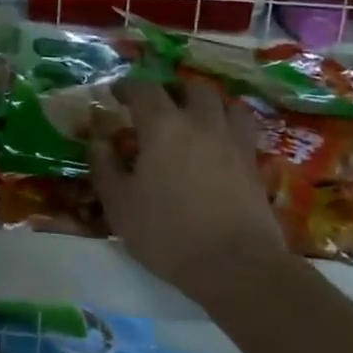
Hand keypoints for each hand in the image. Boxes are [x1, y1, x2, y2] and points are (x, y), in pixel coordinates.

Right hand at [89, 77, 285, 305]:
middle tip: (159, 106)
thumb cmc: (169, 233)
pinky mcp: (254, 164)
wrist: (236, 266)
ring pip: (225, 103)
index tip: (116, 93)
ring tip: (195, 118)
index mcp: (163, 126)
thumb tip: (98, 140)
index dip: (127, 87)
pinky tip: (219, 145)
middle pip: (191, 87)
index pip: (144, 89)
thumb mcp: (119, 205)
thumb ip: (104, 166)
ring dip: (207, 104)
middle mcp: (200, 123)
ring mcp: (233, 141)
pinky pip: (243, 130)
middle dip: (173, 90)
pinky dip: (229, 127)